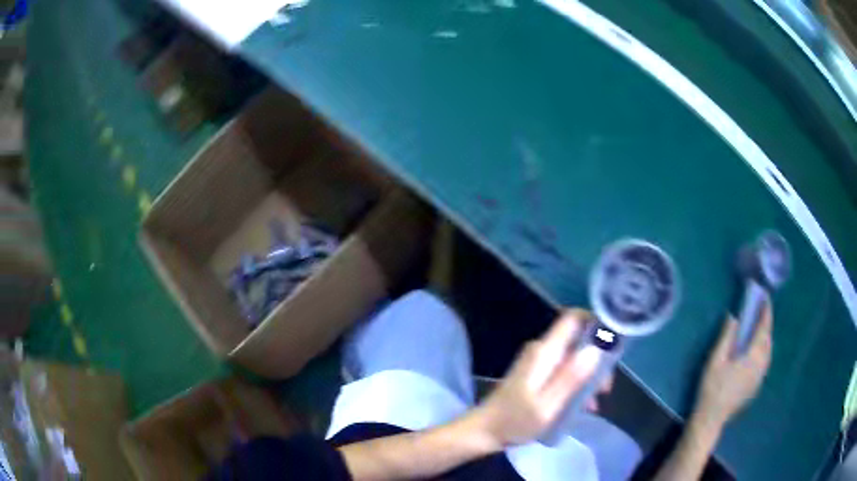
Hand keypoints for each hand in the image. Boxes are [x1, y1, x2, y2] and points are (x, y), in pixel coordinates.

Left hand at [472, 309, 601, 446]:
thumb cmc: (515, 421)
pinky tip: (582, 406)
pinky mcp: (538, 374)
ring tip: (594, 403)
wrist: (485, 432)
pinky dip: (576, 384)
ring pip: (574, 358)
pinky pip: (565, 371)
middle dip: (597, 360)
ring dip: (589, 376)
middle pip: (579, 340)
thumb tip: (596, 349)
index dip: (597, 322)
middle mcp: (543, 350)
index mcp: (545, 351)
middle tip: (605, 387)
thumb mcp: (547, 405)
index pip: (574, 318)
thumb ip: (570, 377)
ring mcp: (539, 362)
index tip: (614, 342)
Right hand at [695, 303, 772, 429]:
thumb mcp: (715, 360)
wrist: (712, 418)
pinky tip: (757, 352)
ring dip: (766, 338)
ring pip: (769, 352)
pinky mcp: (756, 386)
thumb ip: (726, 337)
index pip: (764, 328)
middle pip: (769, 339)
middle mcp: (761, 364)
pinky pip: (765, 362)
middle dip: (767, 324)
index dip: (766, 312)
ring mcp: (760, 376)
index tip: (765, 298)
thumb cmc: (712, 387)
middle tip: (761, 313)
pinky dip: (764, 351)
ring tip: (760, 330)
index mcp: (752, 356)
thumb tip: (734, 317)